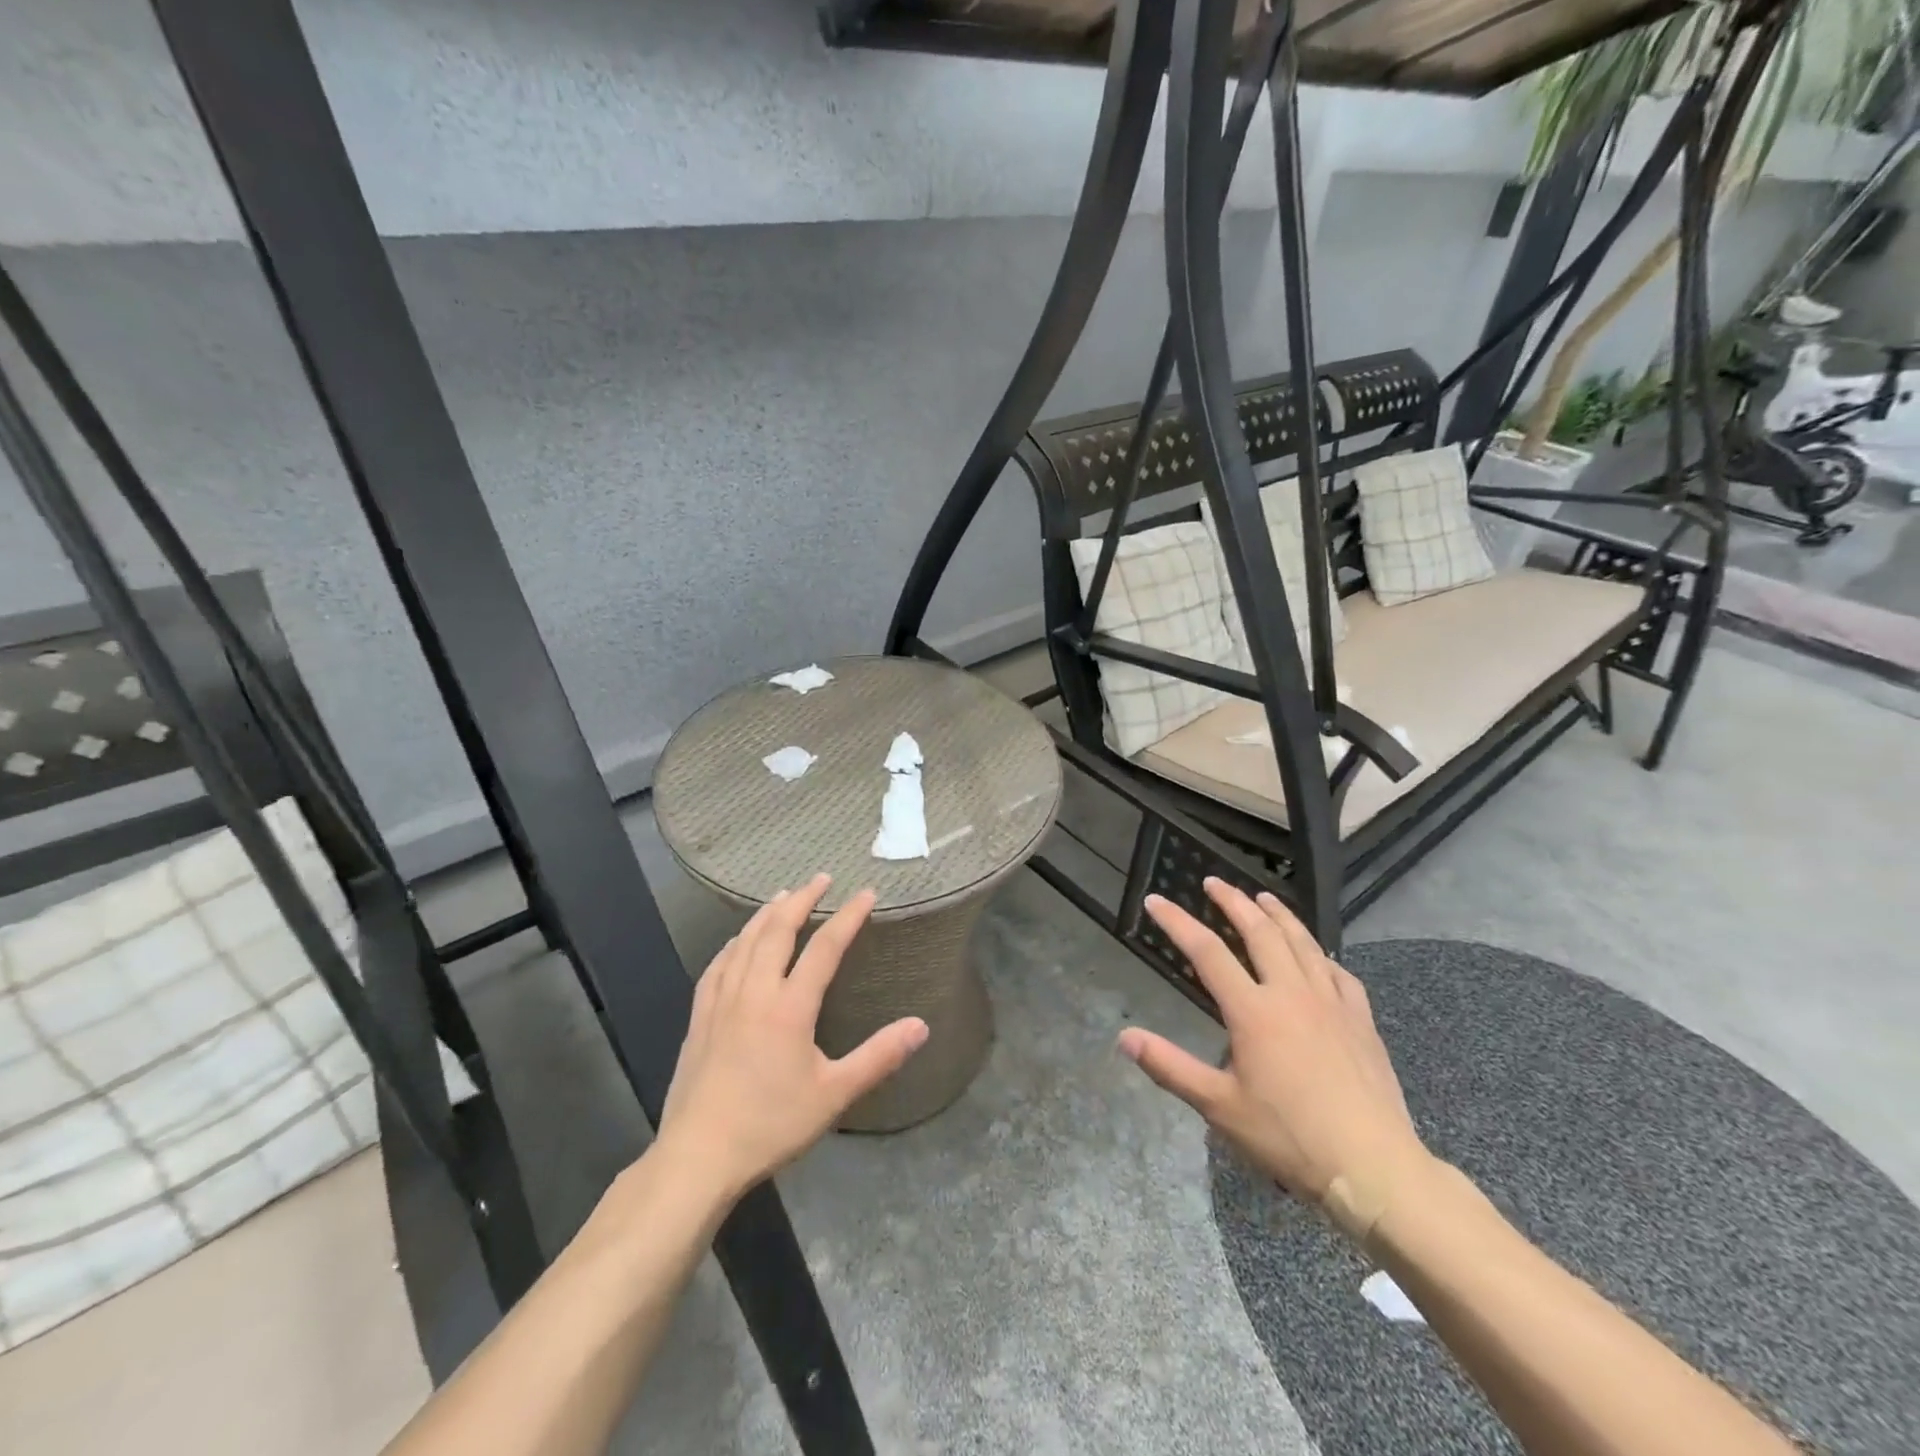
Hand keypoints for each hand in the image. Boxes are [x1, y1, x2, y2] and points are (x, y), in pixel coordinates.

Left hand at [653, 875, 928, 1201]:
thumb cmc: (770, 1125)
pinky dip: (734, 942)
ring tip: (783, 895)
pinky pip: (717, 964)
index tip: (866, 894)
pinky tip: (737, 941)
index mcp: (790, 1007)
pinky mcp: (700, 1016)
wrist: (698, 1157)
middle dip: (802, 899)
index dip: (848, 917)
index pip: (824, 947)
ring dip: (767, 913)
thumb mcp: (834, 1094)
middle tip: (820, 878)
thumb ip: (879, 1057)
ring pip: (745, 941)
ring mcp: (721, 1001)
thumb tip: (921, 1026)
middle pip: (778, 930)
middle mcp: (754, 991)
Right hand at [1117, 879, 1433, 1238]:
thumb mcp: (1219, 1106)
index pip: (1207, 951)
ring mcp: (1331, 1003)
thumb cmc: (1289, 1137)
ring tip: (1262, 897)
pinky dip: (1320, 954)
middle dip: (1233, 902)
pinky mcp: (1361, 1020)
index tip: (1156, 900)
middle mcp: (1291, 993)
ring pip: (1302, 943)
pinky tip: (1317, 954)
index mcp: (1253, 1011)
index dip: (1177, 922)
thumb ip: (1170, 1067)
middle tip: (1213, 882)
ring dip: (1278, 915)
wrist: (1374, 1168)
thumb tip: (1124, 1037)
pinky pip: (1338, 972)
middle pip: (1259, 931)